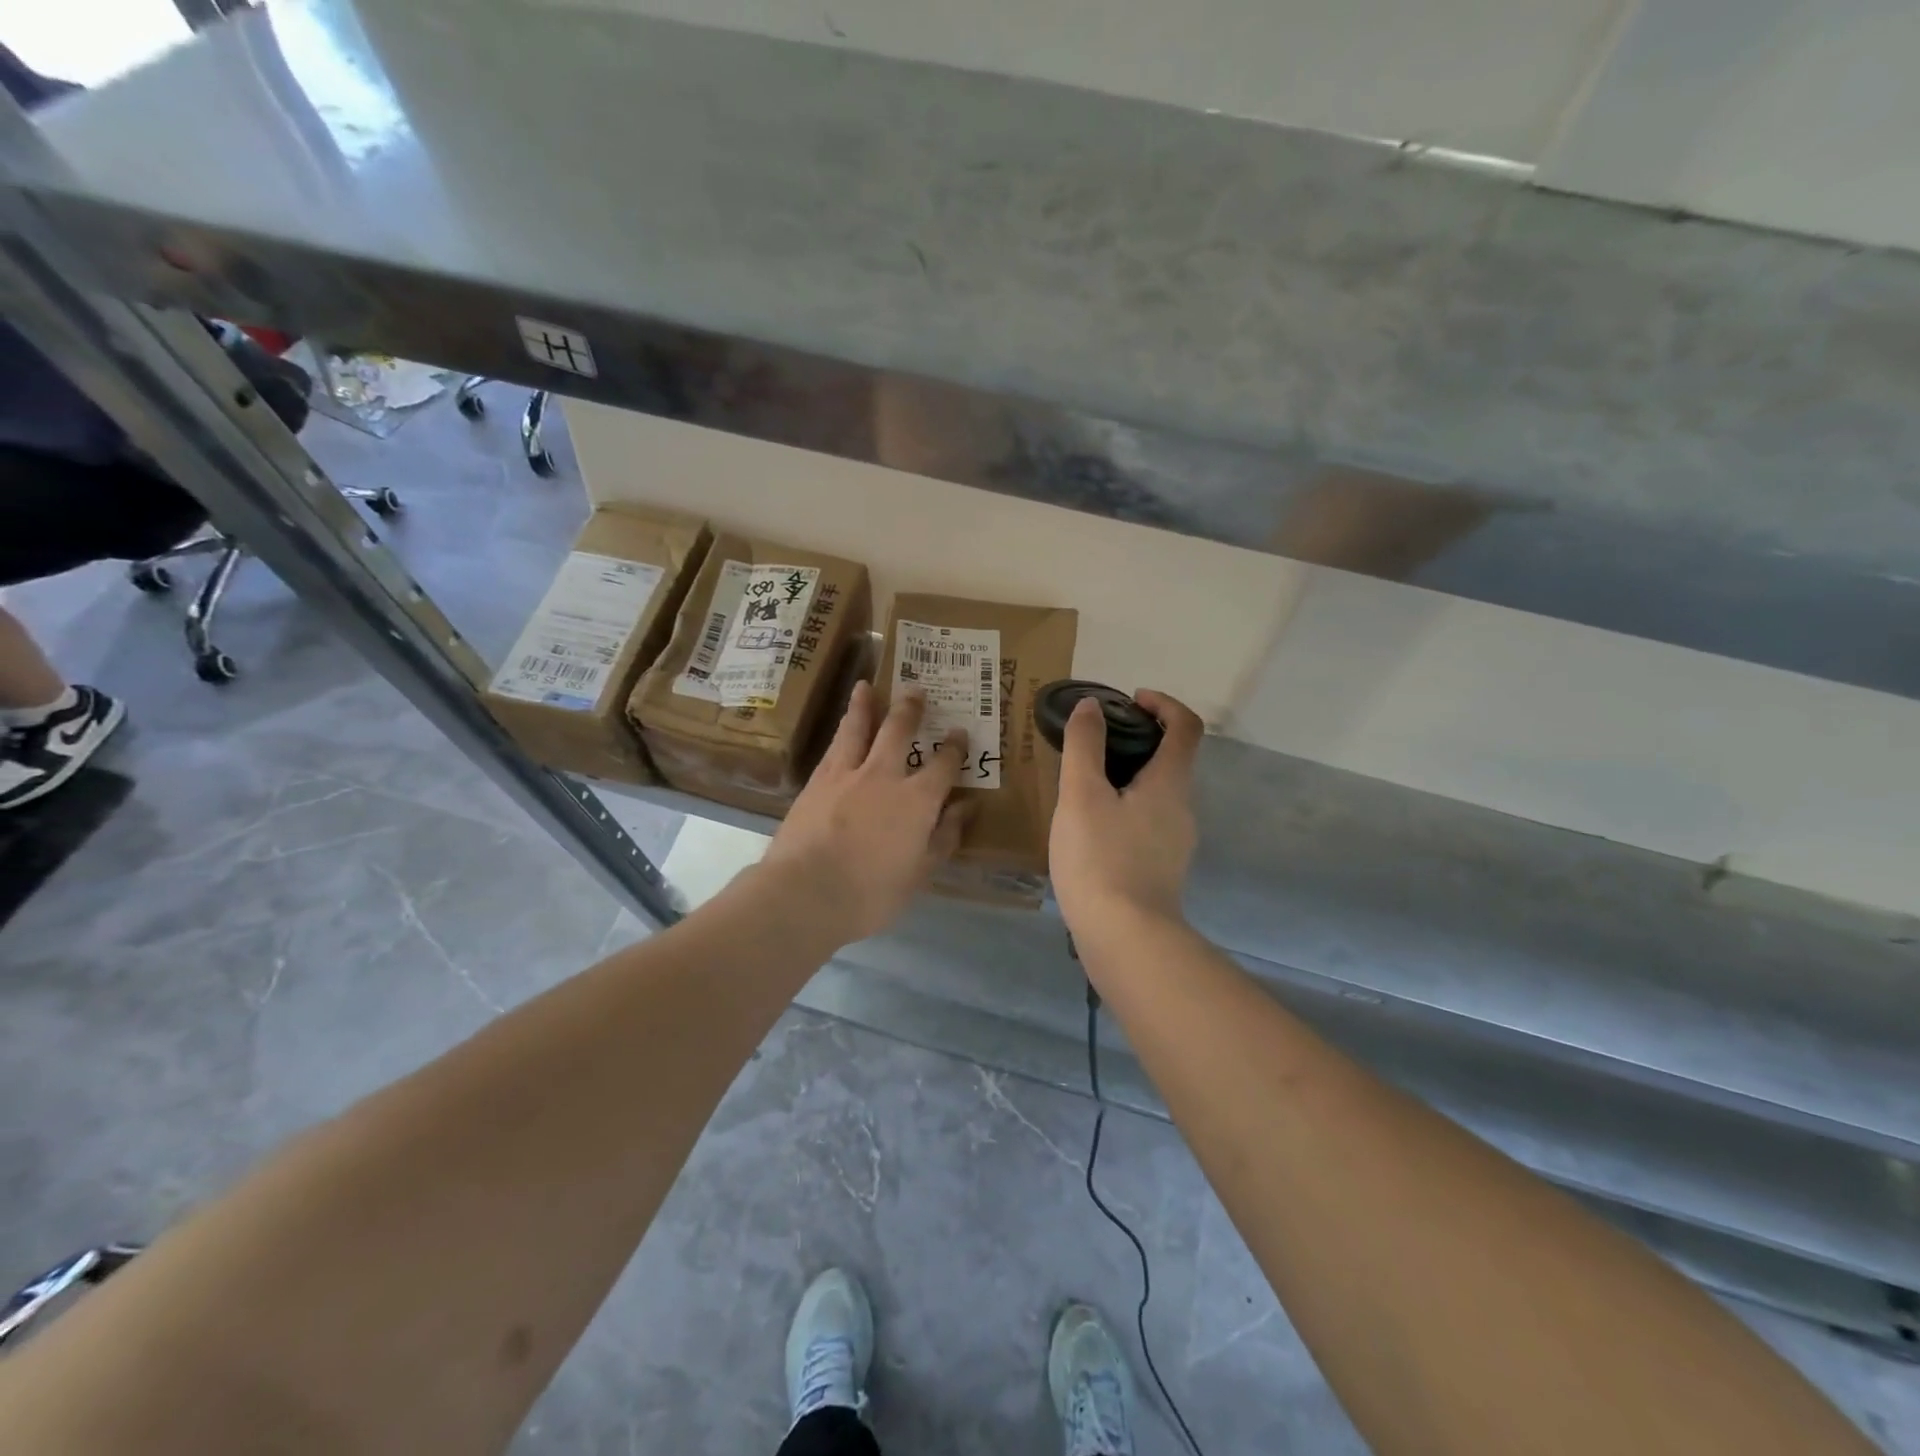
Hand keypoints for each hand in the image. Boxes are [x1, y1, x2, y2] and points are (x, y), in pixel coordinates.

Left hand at [761, 681, 968, 943]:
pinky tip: (841, 727)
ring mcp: (845, 774)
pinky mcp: (816, 781)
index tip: (959, 733)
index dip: (954, 747)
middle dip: (910, 709)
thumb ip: (944, 836)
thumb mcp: (920, 872)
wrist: (805, 893)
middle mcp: (883, 776)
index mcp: (917, 800)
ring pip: (858, 728)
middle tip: (916, 690)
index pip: (943, 765)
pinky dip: (841, 730)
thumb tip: (966, 807)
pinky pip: (833, 746)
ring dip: (865, 705)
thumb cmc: (871, 893)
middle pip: (899, 731)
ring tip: (865, 686)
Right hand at [1049, 689, 1202, 936]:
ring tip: (1085, 783)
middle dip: (1139, 740)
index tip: (1130, 700)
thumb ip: (1085, 746)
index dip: (1163, 704)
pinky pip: (1147, 822)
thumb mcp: (1082, 795)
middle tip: (1095, 742)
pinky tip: (1091, 826)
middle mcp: (1183, 809)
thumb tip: (1091, 706)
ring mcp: (1175, 843)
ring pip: (1158, 794)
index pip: (1185, 726)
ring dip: (1129, 776)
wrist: (1125, 938)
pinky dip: (1125, 808)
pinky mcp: (1161, 869)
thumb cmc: (1101, 858)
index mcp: (1170, 783)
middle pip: (1172, 760)